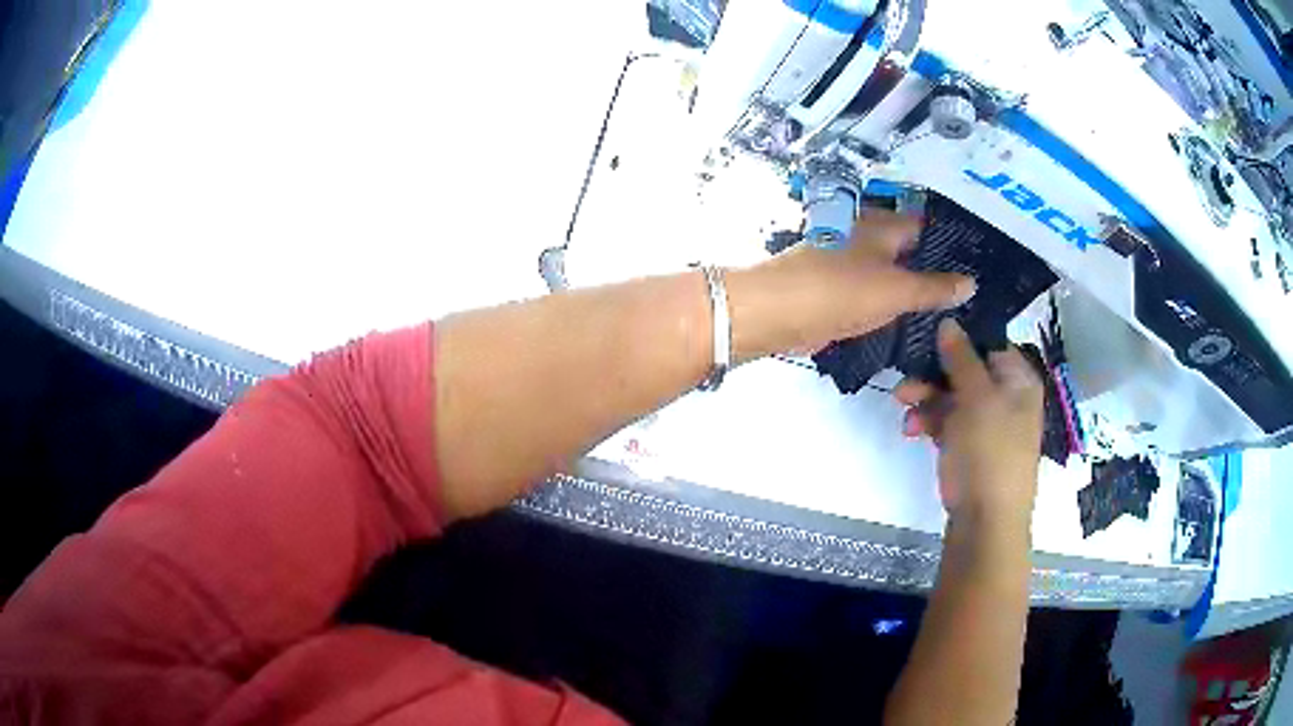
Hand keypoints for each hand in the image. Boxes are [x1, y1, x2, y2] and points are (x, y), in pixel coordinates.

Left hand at [725, 209, 976, 361]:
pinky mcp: (835, 289)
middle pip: (908, 251)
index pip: (925, 227)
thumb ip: (934, 288)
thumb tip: (971, 282)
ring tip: (948, 314)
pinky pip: (872, 294)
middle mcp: (865, 236)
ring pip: (890, 274)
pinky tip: (909, 324)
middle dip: (934, 272)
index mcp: (882, 226)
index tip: (977, 268)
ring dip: (912, 291)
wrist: (775, 312)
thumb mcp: (896, 289)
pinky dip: (890, 305)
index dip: (951, 245)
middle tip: (968, 299)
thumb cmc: (840, 291)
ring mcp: (848, 263)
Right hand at [895, 320, 1043, 526]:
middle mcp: (1005, 396)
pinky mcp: (968, 446)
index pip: (989, 343)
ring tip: (901, 403)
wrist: (986, 520)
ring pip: (951, 396)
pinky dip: (928, 421)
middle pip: (966, 370)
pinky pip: (946, 422)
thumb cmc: (990, 450)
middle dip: (933, 373)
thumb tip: (948, 321)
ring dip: (925, 398)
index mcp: (1018, 379)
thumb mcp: (976, 397)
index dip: (959, 337)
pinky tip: (911, 429)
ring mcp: (986, 423)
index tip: (926, 333)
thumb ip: (961, 358)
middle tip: (905, 374)